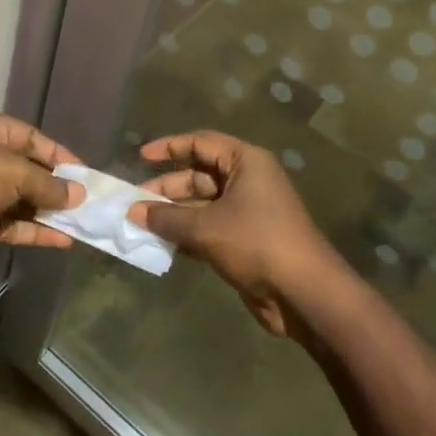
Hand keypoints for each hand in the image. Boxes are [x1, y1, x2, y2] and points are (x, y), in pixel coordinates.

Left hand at [0, 109, 84, 272]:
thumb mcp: (13, 171)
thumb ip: (48, 184)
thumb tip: (78, 195)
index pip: (30, 137)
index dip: (58, 154)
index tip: (84, 173)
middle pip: (26, 169)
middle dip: (54, 186)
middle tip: (85, 200)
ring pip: (20, 200)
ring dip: (47, 211)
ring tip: (81, 222)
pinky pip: (11, 224)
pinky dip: (34, 231)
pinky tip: (62, 240)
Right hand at [126, 131, 347, 339]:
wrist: (302, 292)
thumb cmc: (255, 242)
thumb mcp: (206, 227)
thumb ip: (167, 217)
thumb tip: (133, 212)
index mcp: (246, 162)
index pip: (201, 143)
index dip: (169, 147)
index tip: (140, 157)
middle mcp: (248, 180)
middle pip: (200, 175)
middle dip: (168, 188)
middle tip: (135, 203)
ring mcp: (248, 211)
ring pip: (203, 204)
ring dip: (175, 214)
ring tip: (142, 225)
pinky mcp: (246, 239)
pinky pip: (210, 227)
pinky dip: (187, 233)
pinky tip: (162, 244)